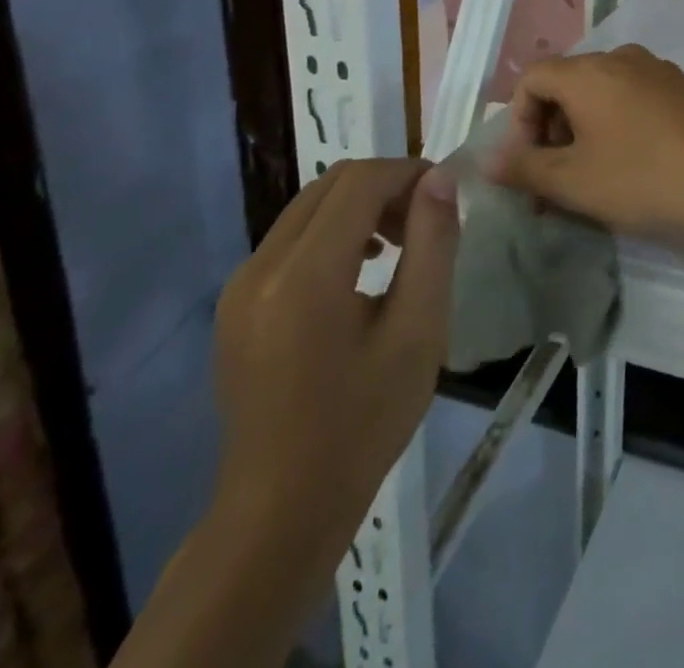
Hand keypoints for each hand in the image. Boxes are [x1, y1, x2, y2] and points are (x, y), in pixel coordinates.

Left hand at [208, 158, 458, 596]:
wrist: (281, 511)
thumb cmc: (363, 423)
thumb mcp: (419, 331)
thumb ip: (433, 244)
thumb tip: (440, 179)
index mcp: (304, 276)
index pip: (359, 181)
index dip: (409, 173)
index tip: (447, 195)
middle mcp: (260, 267)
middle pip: (331, 184)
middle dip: (386, 186)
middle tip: (426, 221)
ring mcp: (240, 286)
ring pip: (310, 207)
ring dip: (360, 207)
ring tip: (398, 248)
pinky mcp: (235, 304)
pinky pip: (291, 239)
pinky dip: (333, 232)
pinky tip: (361, 273)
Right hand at [492, 45, 683, 232]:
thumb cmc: (644, 176)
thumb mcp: (574, 181)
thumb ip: (524, 168)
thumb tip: (489, 160)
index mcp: (587, 71)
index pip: (532, 80)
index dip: (518, 122)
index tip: (528, 167)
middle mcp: (619, 57)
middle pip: (565, 85)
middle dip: (549, 132)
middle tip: (554, 183)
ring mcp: (654, 69)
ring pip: (599, 94)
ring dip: (581, 133)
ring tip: (590, 180)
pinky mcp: (679, 86)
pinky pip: (630, 98)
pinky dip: (614, 125)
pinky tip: (629, 164)